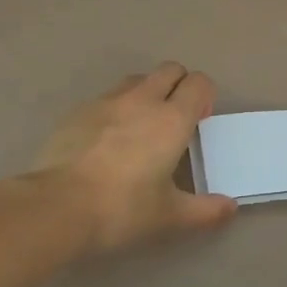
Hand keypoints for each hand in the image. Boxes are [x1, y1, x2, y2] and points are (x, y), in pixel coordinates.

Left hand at [34, 62, 236, 252]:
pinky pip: (106, 98)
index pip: (198, 82)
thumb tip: (231, 207)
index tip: (200, 120)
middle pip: (170, 69)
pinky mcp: (78, 112)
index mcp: (171, 119)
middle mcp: (142, 100)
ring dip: (147, 92)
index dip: (204, 95)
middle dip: (179, 85)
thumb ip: (204, 211)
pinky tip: (106, 141)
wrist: (55, 207)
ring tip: (141, 127)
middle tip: (175, 119)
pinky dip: (116, 109)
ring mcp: (107, 102)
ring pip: (137, 79)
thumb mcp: (169, 216)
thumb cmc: (121, 209)